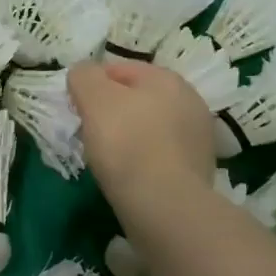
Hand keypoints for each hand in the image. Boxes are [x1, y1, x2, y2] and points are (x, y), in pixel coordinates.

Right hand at [68, 59, 215, 223]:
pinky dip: (145, 160)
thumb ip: (84, 76)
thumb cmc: (126, 143)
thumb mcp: (93, 98)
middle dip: (113, 111)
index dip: (92, 86)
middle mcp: (190, 100)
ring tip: (109, 158)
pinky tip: (130, 175)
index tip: (76, 110)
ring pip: (151, 127)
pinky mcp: (199, 169)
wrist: (166, 206)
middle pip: (138, 98)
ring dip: (130, 136)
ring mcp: (199, 136)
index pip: (118, 69)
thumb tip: (83, 74)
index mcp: (166, 77)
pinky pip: (161, 154)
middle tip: (90, 133)